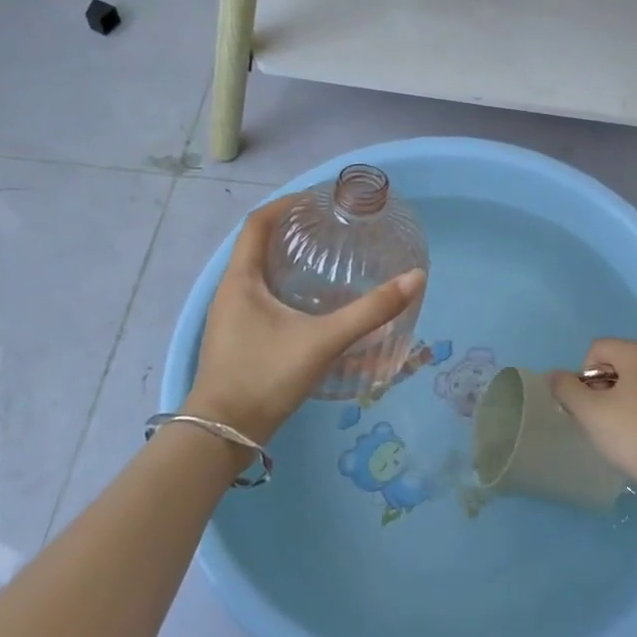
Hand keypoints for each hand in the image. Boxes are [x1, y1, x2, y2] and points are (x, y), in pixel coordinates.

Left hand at [185, 197, 425, 444]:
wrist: (222, 438)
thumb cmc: (265, 377)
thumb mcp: (323, 341)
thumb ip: (370, 312)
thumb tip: (415, 279)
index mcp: (240, 280)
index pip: (257, 223)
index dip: (285, 204)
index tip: (317, 199)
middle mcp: (230, 292)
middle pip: (258, 246)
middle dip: (291, 231)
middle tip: (329, 227)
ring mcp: (230, 318)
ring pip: (259, 274)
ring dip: (288, 261)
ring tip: (325, 259)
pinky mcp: (237, 339)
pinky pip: (261, 298)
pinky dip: (285, 289)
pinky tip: (312, 305)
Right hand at [550, 338, 636, 495]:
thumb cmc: (632, 433)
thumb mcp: (589, 412)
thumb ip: (565, 388)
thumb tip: (554, 375)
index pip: (596, 350)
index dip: (584, 376)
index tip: (589, 405)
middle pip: (616, 362)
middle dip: (601, 386)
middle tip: (599, 419)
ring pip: (634, 379)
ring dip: (619, 397)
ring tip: (618, 428)